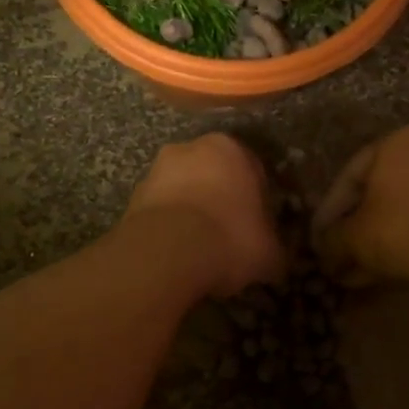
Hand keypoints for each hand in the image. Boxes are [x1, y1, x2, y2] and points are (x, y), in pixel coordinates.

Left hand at [124, 133, 284, 296]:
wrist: (165, 253)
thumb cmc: (228, 239)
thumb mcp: (269, 252)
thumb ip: (275, 248)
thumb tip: (276, 259)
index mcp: (230, 148)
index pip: (253, 169)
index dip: (259, 200)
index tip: (259, 226)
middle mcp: (190, 148)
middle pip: (213, 174)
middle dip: (221, 199)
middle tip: (230, 234)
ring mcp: (156, 171)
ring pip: (183, 190)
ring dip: (192, 211)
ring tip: (201, 248)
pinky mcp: (133, 197)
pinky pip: (161, 210)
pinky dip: (169, 226)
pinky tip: (177, 253)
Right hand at [313, 126, 408, 286]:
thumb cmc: (405, 232)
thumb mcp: (354, 237)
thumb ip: (331, 239)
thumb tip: (322, 248)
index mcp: (397, 142)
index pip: (349, 176)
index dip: (329, 212)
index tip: (318, 239)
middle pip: (379, 192)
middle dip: (356, 227)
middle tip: (339, 255)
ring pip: (404, 208)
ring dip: (380, 237)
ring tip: (361, 270)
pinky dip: (408, 239)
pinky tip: (390, 268)